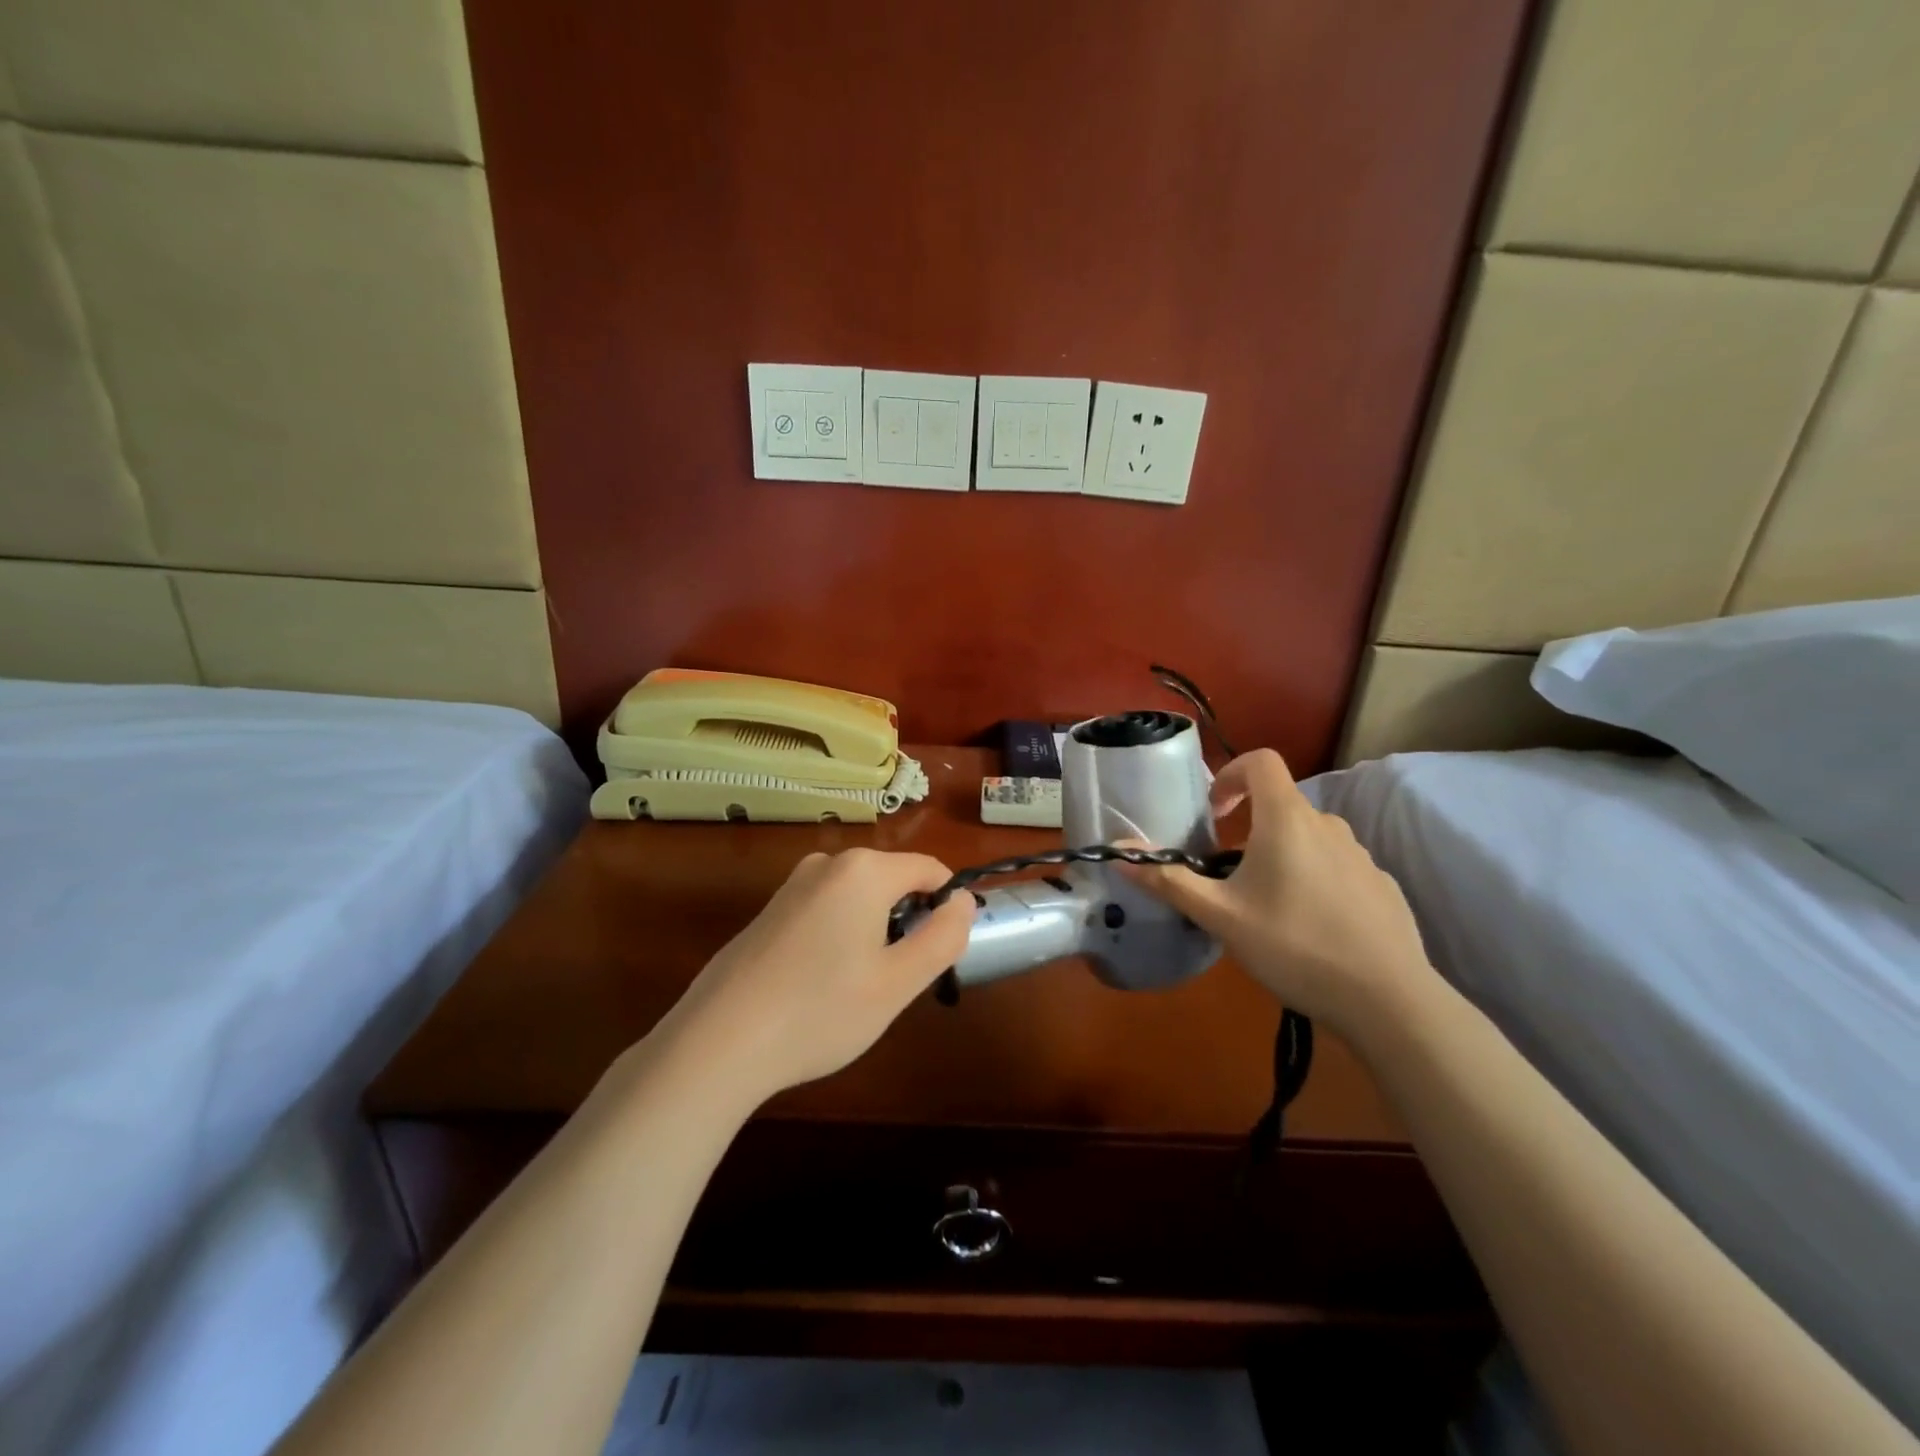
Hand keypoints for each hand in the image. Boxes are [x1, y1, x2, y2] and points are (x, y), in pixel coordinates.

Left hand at [660, 848, 974, 1104]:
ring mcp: (793, 884)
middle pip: (893, 882)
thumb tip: (963, 900)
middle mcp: (828, 863)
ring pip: (859, 898)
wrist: (718, 1041)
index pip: (929, 870)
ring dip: (874, 932)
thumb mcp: (898, 982)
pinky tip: (819, 986)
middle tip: (895, 980)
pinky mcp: (770, 909)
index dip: (946, 907)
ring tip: (856, 989)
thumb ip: (943, 936)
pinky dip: (840, 937)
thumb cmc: (820, 1011)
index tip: (940, 954)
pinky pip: (826, 910)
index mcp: (864, 870)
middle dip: (907, 922)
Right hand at [1127, 749, 1432, 1032]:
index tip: (1213, 815)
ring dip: (1281, 855)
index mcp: (1287, 820)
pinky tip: (1310, 927)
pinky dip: (1315, 880)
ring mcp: (1361, 855)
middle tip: (1228, 876)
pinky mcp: (1381, 885)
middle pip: (1281, 805)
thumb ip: (1168, 880)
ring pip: (1309, 838)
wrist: (1389, 1000)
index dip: (1231, 775)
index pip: (1261, 761)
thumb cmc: (1294, 946)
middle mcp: (1327, 825)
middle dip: (1249, 828)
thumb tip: (1117, 852)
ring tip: (1267, 906)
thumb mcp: (1221, 916)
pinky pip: (1337, 867)